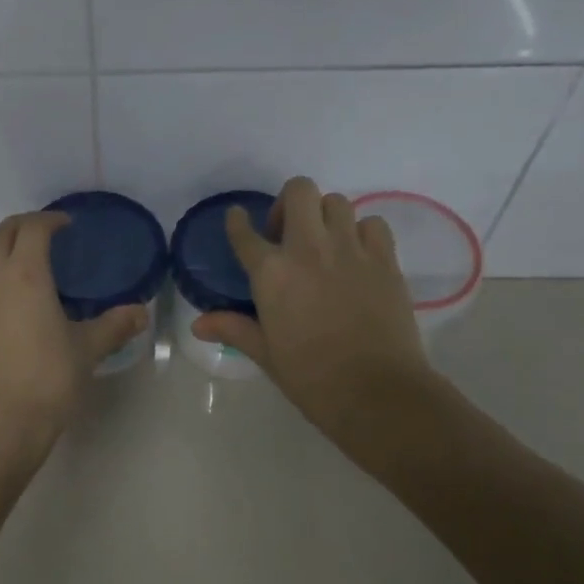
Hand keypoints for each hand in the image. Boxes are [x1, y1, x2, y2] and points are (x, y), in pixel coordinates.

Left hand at [0, 212, 148, 468]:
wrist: (3, 425)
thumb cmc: (49, 379)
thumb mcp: (88, 349)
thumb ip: (114, 325)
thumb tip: (141, 312)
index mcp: (24, 276)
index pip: (32, 229)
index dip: (50, 220)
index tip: (67, 224)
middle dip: (21, 225)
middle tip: (46, 231)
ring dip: (4, 254)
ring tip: (31, 269)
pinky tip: (17, 306)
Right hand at [191, 177, 447, 473]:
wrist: (376, 392)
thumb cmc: (311, 377)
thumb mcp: (266, 353)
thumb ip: (234, 328)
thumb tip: (198, 324)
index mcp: (271, 273)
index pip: (245, 233)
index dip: (237, 222)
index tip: (238, 218)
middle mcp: (308, 248)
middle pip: (298, 191)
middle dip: (289, 203)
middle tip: (288, 233)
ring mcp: (350, 250)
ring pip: (337, 202)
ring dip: (325, 216)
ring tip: (324, 244)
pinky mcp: (385, 260)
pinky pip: (373, 224)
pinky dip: (362, 231)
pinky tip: (357, 255)